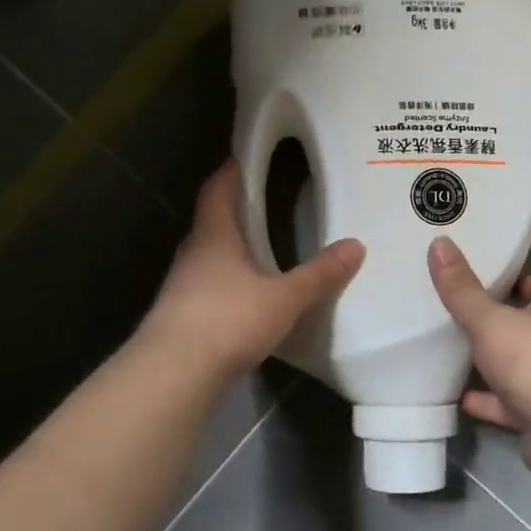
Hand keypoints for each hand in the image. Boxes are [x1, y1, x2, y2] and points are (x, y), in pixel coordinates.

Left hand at [141, 160, 364, 378]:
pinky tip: (247, 296)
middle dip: (235, 211)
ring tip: (262, 249)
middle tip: (265, 204)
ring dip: (231, 249)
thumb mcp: (284, 298)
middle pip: (212, 221)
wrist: (174, 372)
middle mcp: (193, 253)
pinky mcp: (182, 315)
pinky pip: (208, 286)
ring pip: (209, 256)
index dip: (231, 172)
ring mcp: (183, 285)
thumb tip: (356, 246)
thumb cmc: (228, 320)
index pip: (218, 190)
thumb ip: (319, 274)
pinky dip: (227, 282)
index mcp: (214, 236)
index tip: (246, 159)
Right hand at [427, 237, 530, 478]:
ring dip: (496, 366)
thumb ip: (462, 289)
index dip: (518, 283)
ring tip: (457, 357)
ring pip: (523, 368)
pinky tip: (462, 400)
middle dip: (502, 324)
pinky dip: (491, 402)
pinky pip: (513, 405)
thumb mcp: (490, 320)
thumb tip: (439, 243)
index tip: (486, 282)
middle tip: (463, 317)